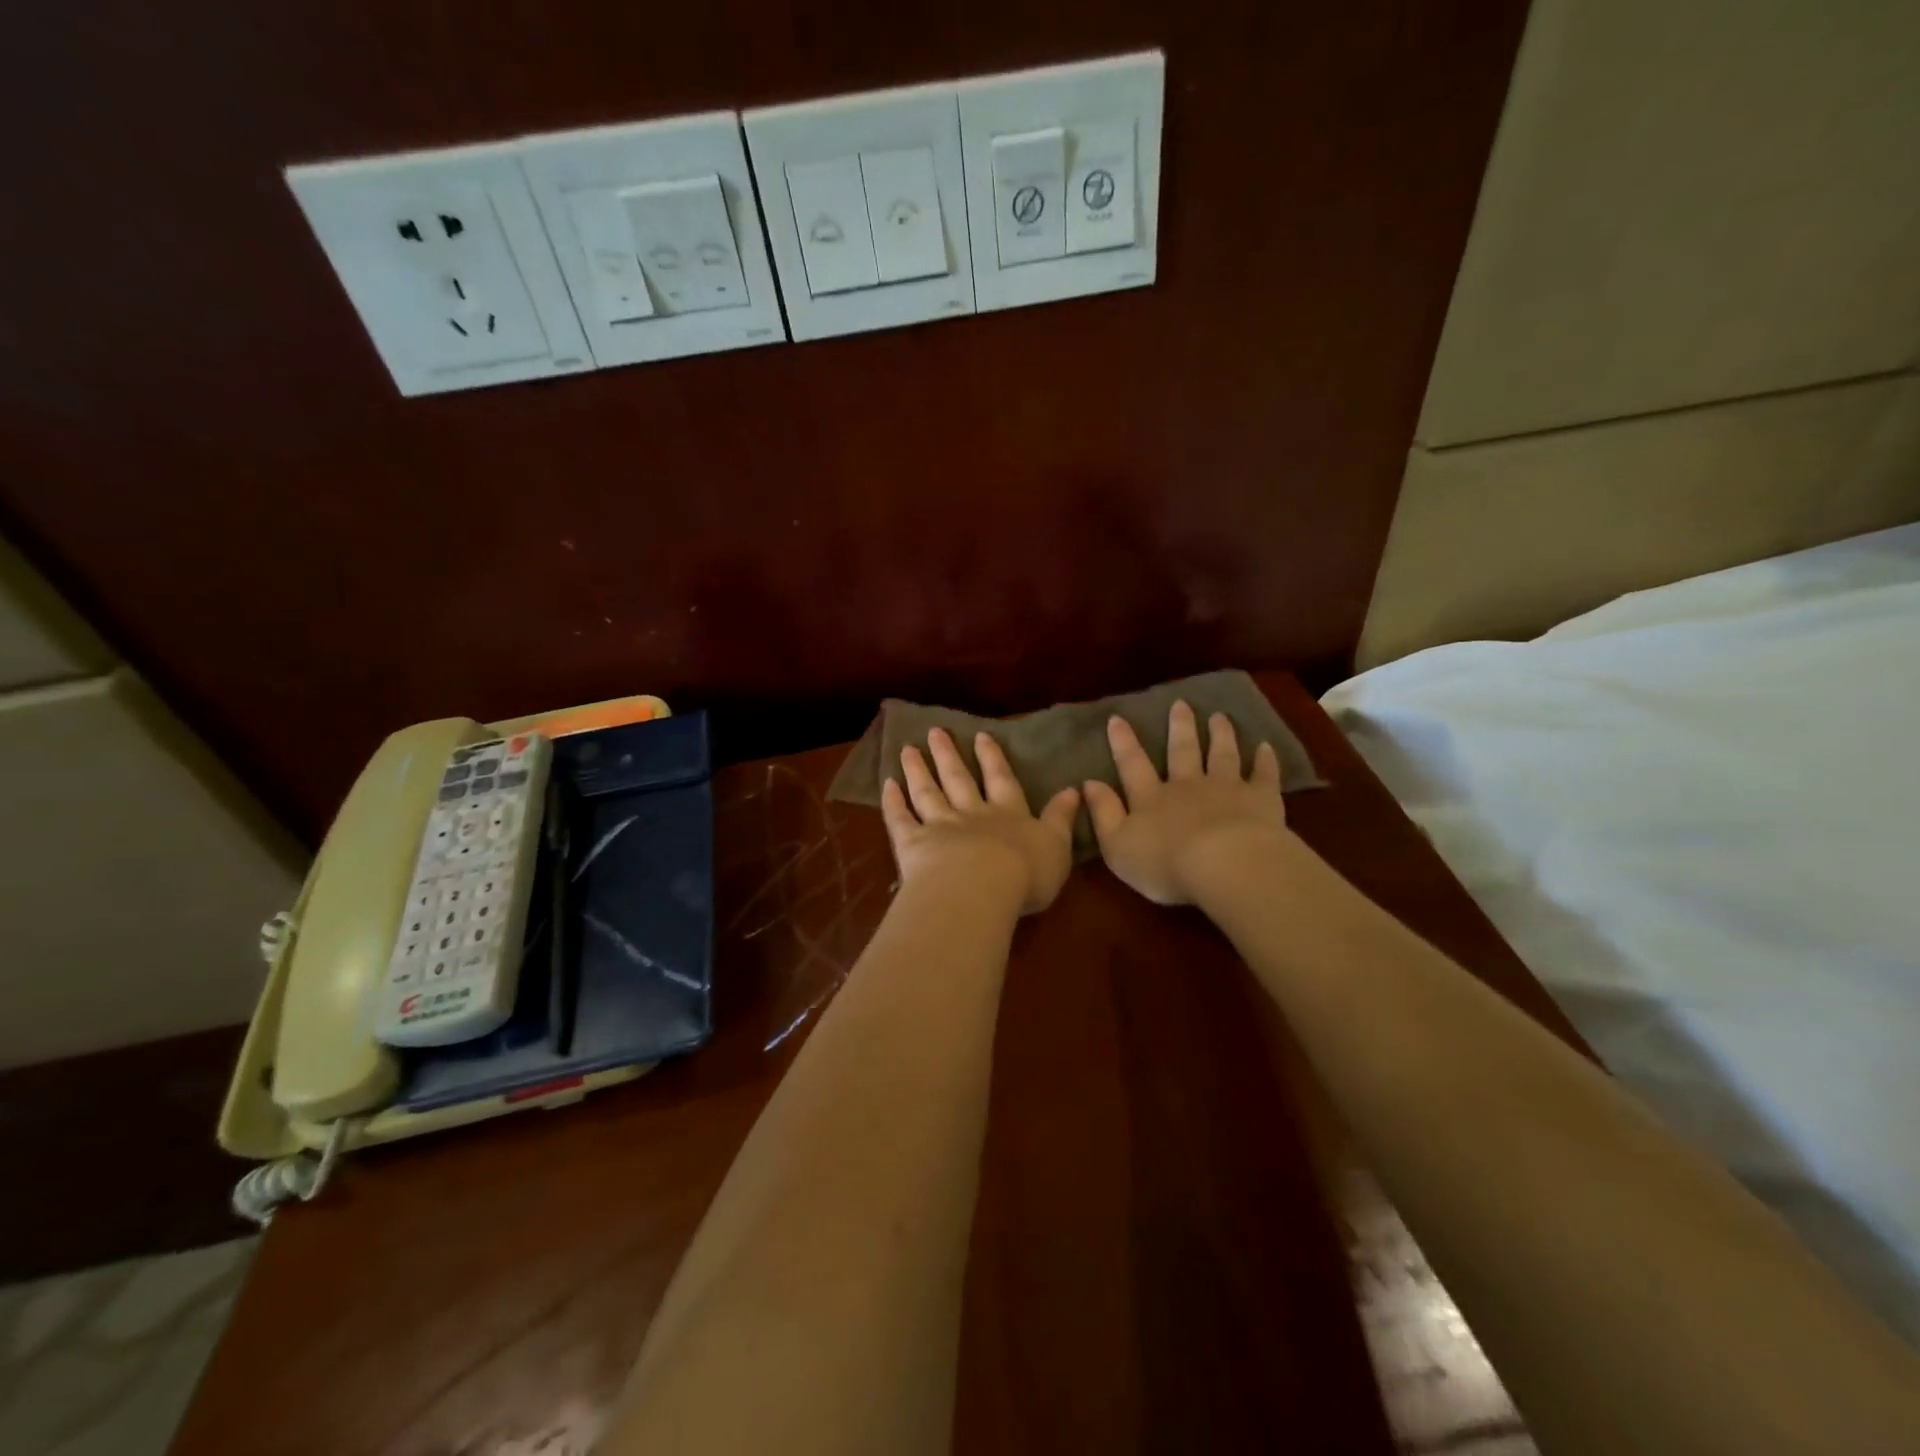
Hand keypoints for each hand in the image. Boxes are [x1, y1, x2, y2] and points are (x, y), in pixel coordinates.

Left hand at [881, 728, 1081, 915]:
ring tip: (907, 749)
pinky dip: (892, 801)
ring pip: (927, 792)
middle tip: (936, 731)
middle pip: (958, 779)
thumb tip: (1074, 790)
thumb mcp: (1057, 847)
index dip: (992, 758)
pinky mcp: (912, 843)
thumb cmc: (1025, 873)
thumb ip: (1061, 819)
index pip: (1000, 780)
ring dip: (918, 770)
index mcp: (1008, 815)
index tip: (980, 735)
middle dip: (948, 755)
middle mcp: (971, 814)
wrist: (979, 888)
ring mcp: (938, 825)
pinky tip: (886, 784)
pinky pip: (900, 818)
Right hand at [1082, 701, 1290, 905]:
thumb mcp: (1117, 845)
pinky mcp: (1260, 799)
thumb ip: (1104, 813)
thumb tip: (1088, 783)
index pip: (1132, 765)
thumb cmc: (1164, 863)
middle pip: (1182, 751)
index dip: (1123, 742)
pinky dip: (1265, 760)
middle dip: (1179, 727)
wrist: (1225, 865)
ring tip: (1220, 717)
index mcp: (1151, 799)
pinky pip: (1263, 775)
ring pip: (1222, 755)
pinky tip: (1266, 747)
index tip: (1117, 718)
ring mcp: (1226, 788)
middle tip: (1180, 704)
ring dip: (1220, 735)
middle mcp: (1187, 785)